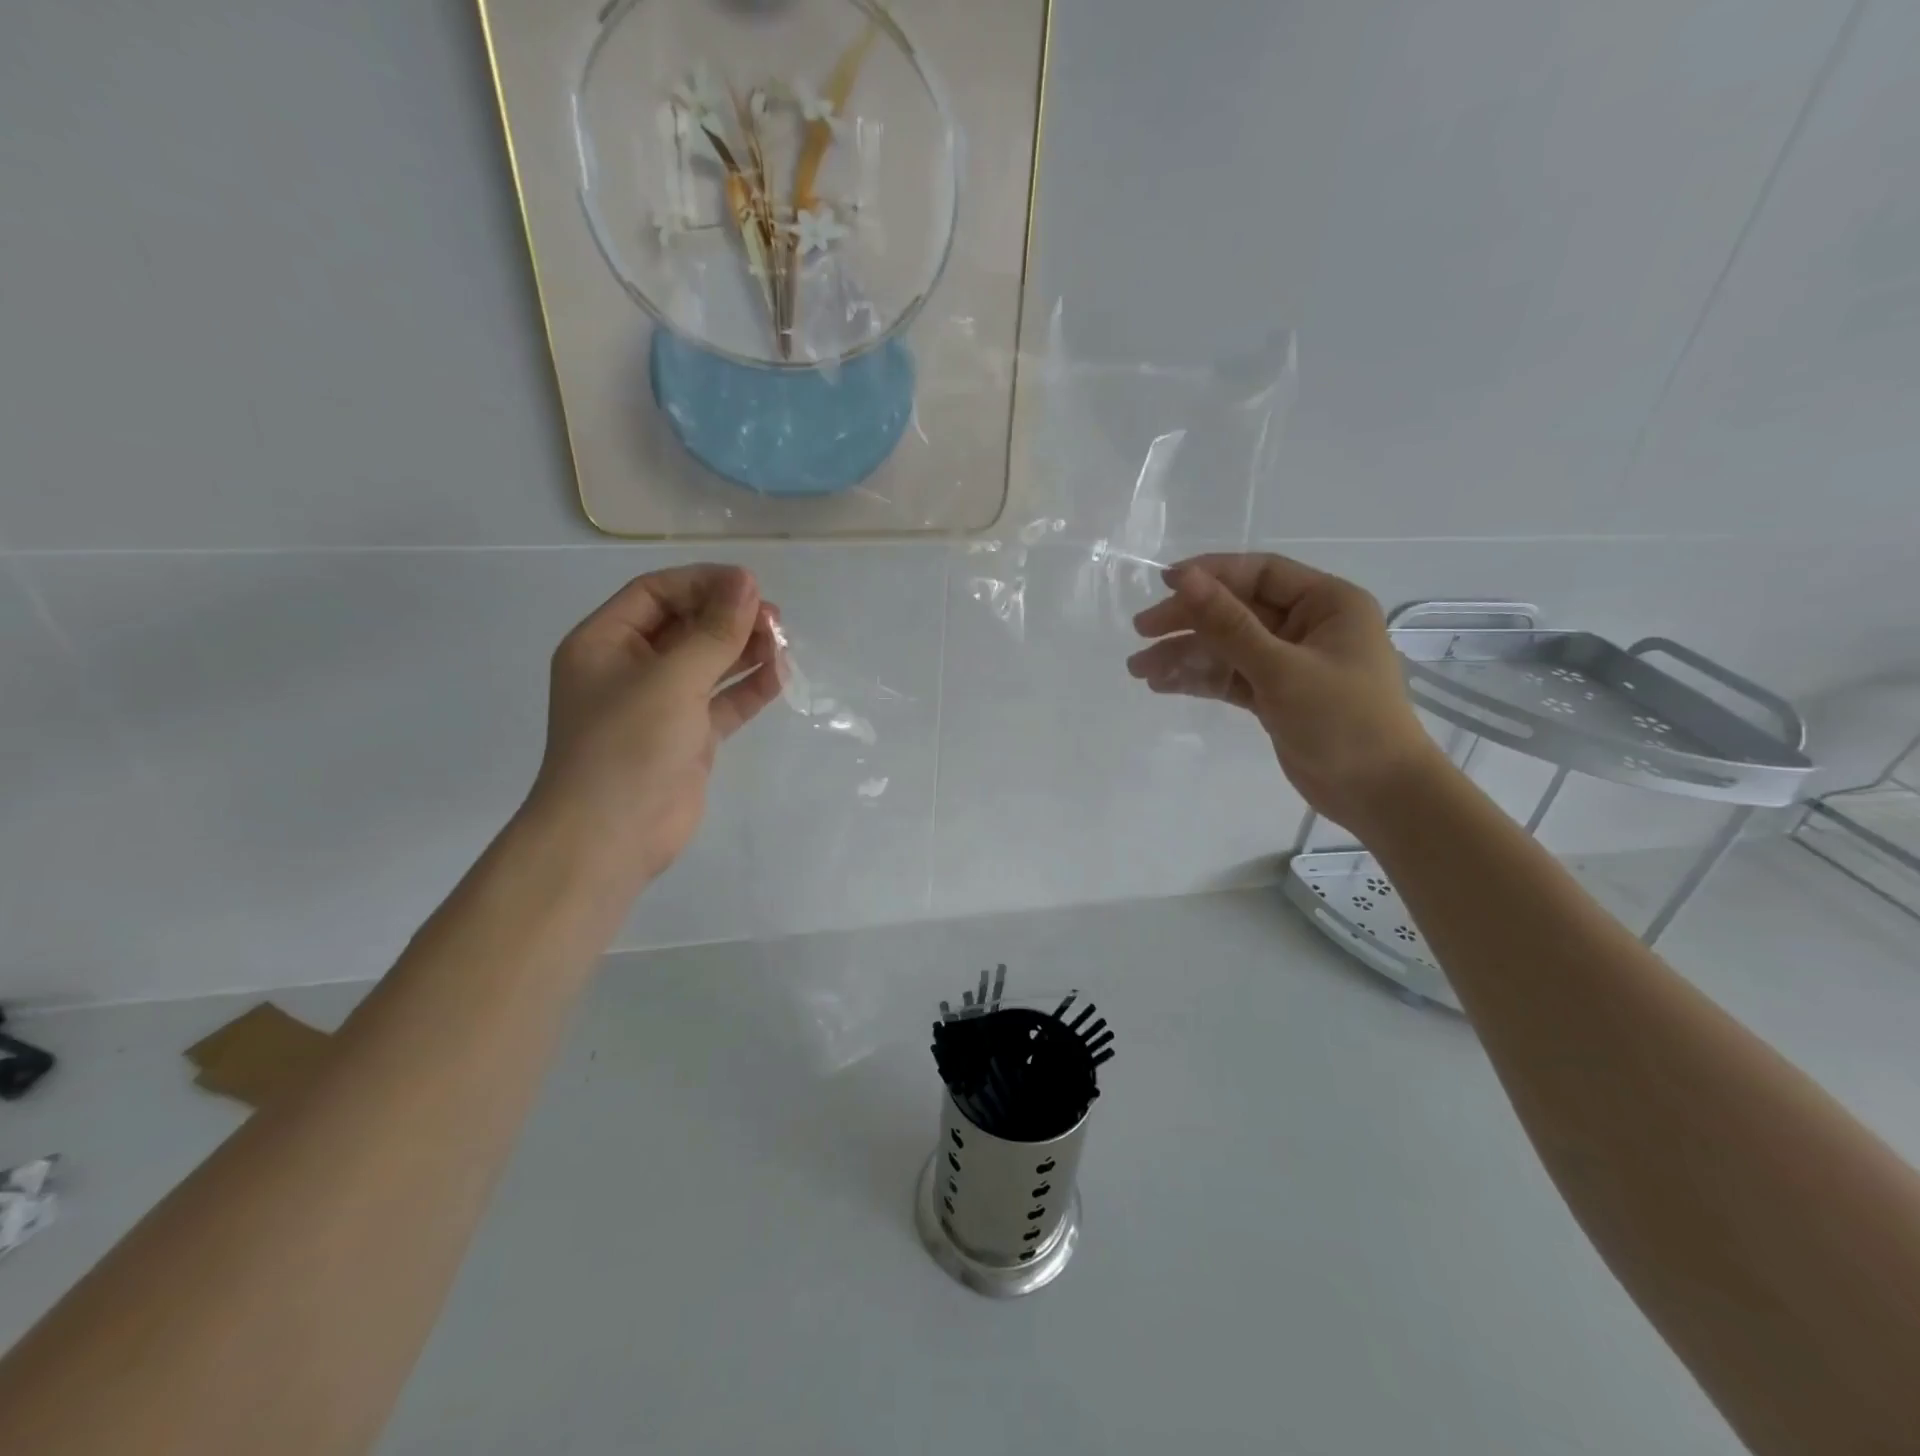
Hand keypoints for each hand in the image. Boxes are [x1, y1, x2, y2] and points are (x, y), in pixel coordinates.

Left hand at [529, 564, 782, 885]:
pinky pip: (722, 702)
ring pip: (708, 663)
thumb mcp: (672, 679)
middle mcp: (630, 668)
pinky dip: (749, 689)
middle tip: (775, 618)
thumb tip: (748, 584)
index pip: (656, 593)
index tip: (751, 585)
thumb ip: (714, 632)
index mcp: (605, 642)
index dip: (703, 583)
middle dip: (729, 617)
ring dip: (744, 651)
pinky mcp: (688, 737)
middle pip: (686, 626)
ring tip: (783, 644)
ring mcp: (661, 705)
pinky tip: (780, 677)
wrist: (611, 837)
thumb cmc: (628, 746)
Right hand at [1127, 553, 1446, 835]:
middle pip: (1237, 610)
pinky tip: (1164, 685)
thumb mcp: (1281, 668)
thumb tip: (1185, 579)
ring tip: (1140, 670)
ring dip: (1185, 656)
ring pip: (1228, 647)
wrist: (1378, 794)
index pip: (1260, 574)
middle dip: (1189, 621)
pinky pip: (1231, 677)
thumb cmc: (1343, 721)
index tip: (1165, 586)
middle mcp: (1308, 626)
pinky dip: (1200, 679)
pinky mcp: (1275, 695)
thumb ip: (1229, 624)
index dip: (1211, 575)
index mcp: (1327, 603)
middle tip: (1141, 632)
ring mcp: (1290, 662)